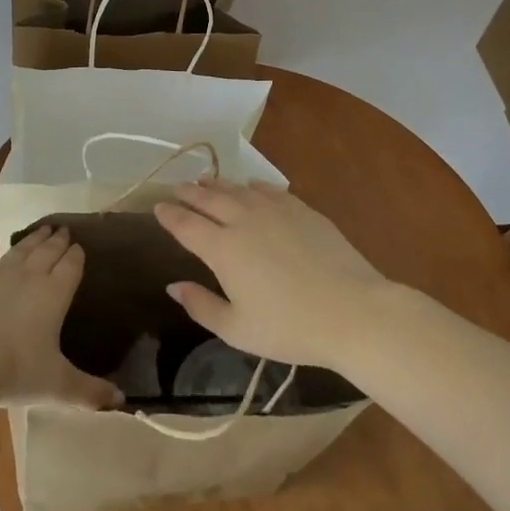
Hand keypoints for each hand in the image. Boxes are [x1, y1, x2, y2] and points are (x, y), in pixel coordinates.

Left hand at [0, 225, 122, 409]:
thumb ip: (89, 391)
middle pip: (47, 253)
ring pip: (19, 250)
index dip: (76, 256)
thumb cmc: (15, 371)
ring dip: (31, 239)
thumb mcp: (57, 386)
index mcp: (55, 295)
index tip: (80, 246)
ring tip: (41, 228)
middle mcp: (29, 276)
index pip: (71, 267)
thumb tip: (121, 401)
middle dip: (57, 241)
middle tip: (64, 229)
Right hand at [153, 182, 394, 370]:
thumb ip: (201, 306)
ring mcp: (275, 211)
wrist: (352, 311)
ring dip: (218, 184)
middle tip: (178, 187)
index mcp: (222, 249)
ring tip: (206, 181)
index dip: (169, 215)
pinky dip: (254, 187)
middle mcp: (244, 220)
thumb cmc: (290, 328)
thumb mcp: (237, 329)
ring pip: (238, 190)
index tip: (157, 206)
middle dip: (190, 192)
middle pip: (209, 199)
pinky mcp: (302, 210)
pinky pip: (270, 190)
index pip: (186, 225)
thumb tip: (174, 286)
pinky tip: (251, 187)